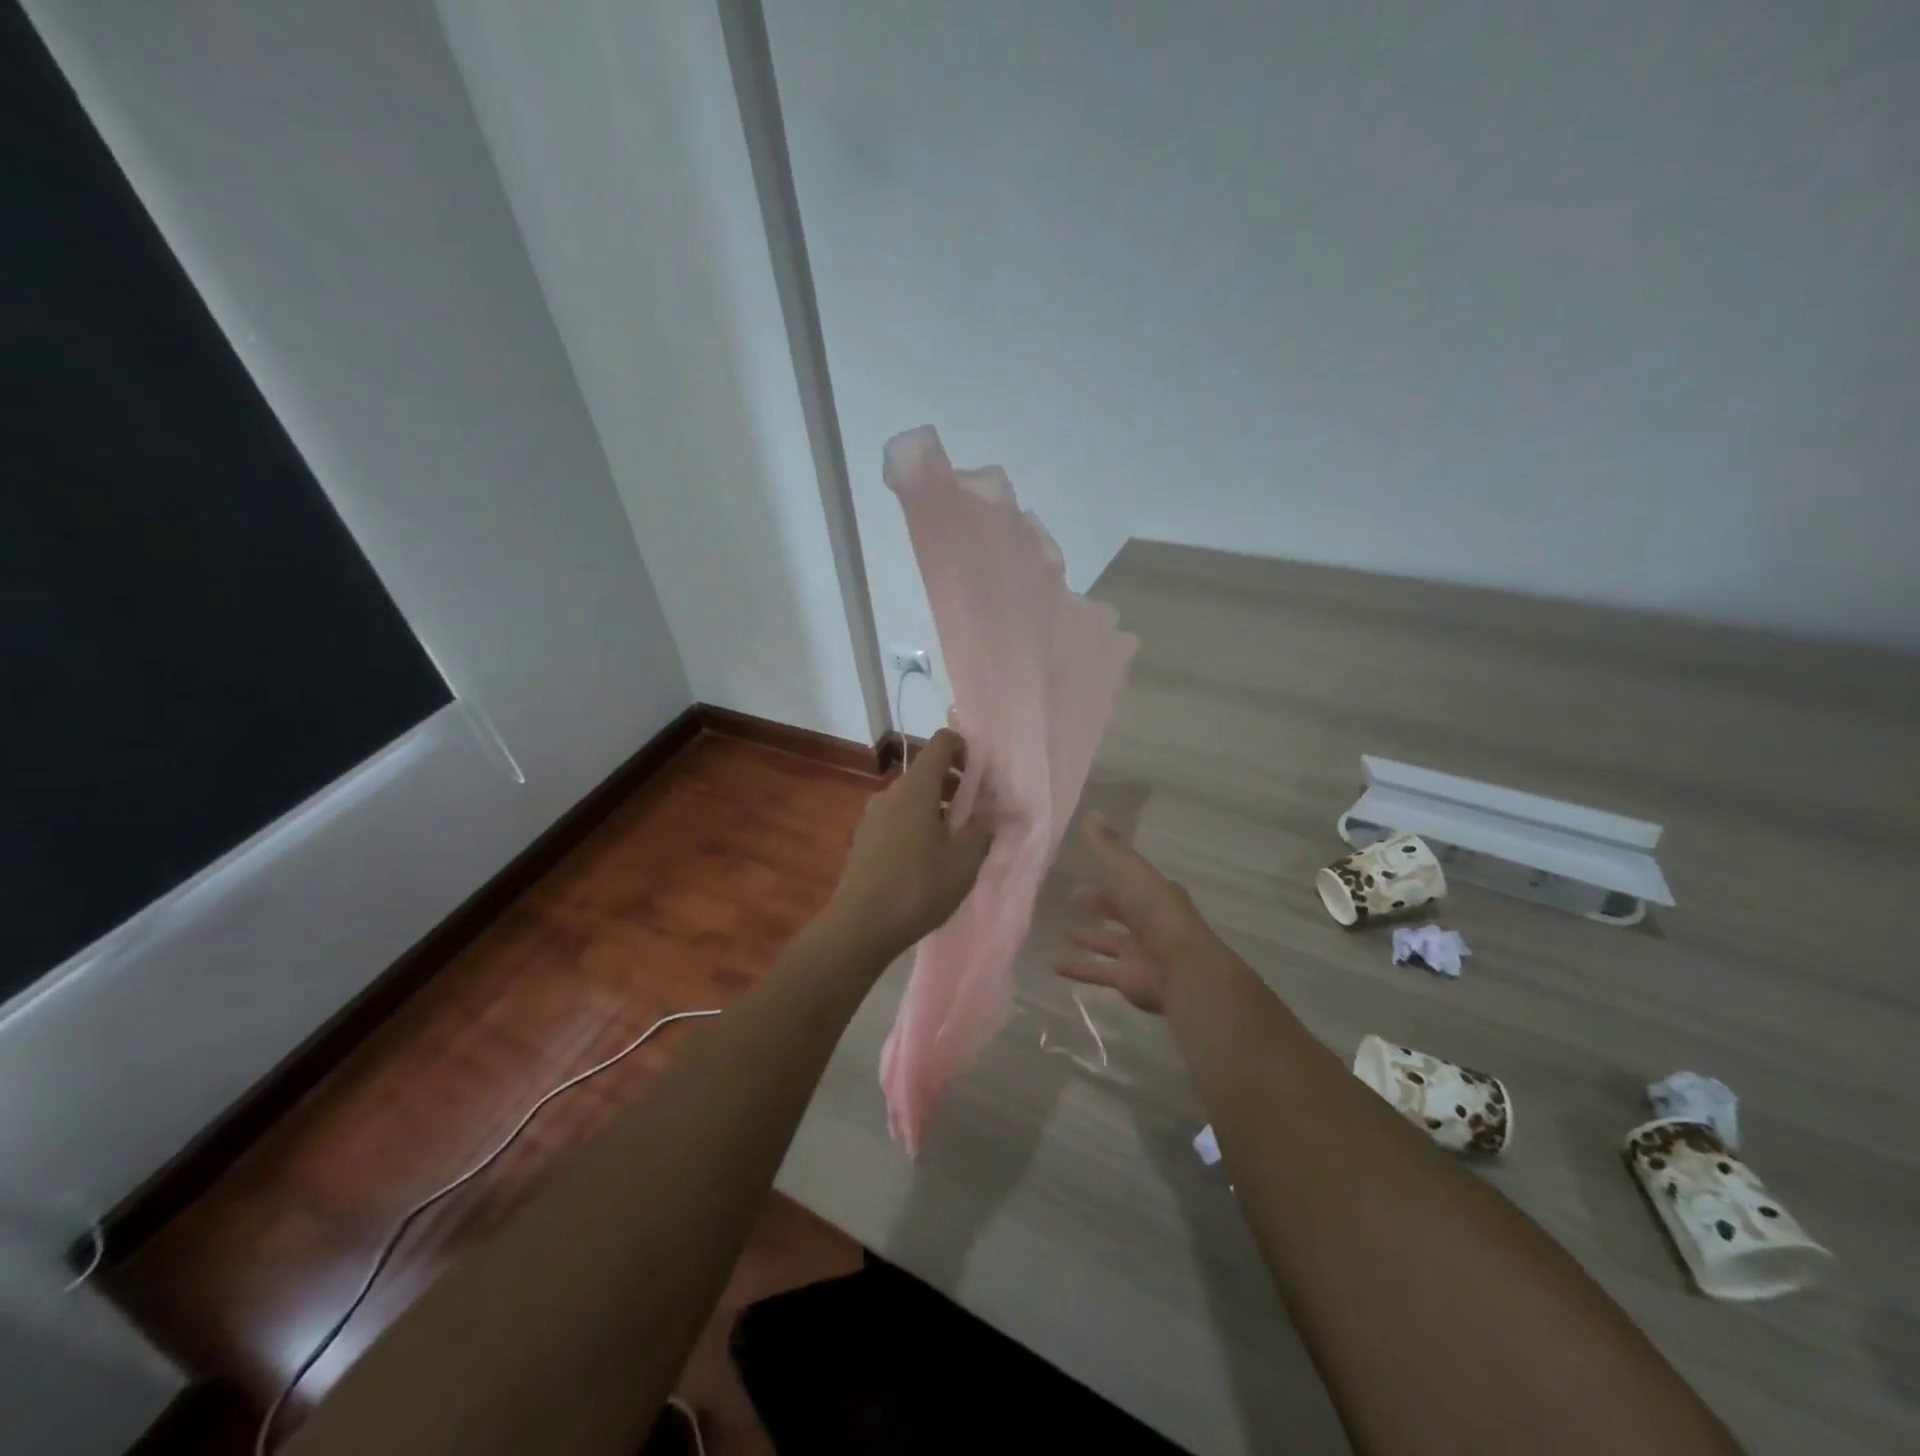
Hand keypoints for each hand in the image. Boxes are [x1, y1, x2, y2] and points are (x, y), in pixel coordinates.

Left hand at [827, 729, 993, 956]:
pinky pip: (896, 820)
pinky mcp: (864, 840)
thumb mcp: (964, 860)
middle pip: (927, 772)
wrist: (860, 926)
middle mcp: (891, 793)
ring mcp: (872, 816)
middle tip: (977, 816)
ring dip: (936, 810)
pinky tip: (927, 862)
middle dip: (955, 786)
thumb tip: (989, 815)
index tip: (982, 778)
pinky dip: (916, 827)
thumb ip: (981, 830)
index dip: (966, 749)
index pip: (942, 742)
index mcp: (916, 787)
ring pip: (911, 799)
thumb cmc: (918, 886)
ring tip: (954, 844)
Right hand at [1057, 812, 1215, 1012]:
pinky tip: (1055, 967)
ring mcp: (1140, 952)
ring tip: (1064, 933)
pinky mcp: (1129, 978)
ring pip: (1110, 942)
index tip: (1083, 871)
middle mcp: (1149, 921)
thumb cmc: (1154, 910)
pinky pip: (1099, 971)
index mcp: (1154, 892)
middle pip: (1121, 911)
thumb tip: (1090, 813)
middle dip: (1100, 904)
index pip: (1129, 881)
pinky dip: (1079, 969)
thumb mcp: (1128, 870)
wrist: (1180, 966)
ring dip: (1090, 938)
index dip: (1110, 876)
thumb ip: (1107, 846)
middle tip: (1071, 897)